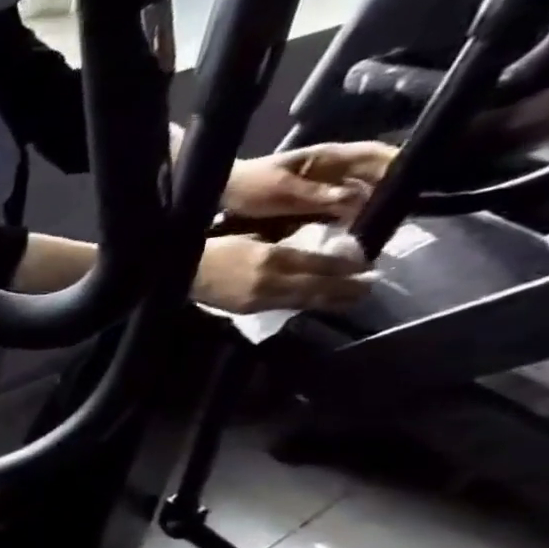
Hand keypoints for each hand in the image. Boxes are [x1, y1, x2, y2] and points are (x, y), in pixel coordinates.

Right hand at [192, 233, 369, 313]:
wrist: (178, 272)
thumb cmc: (213, 248)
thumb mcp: (251, 238)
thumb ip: (280, 246)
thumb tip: (311, 251)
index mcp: (274, 258)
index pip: (323, 264)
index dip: (349, 266)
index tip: (368, 264)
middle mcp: (272, 281)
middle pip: (321, 287)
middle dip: (349, 288)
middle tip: (370, 285)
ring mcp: (261, 299)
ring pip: (306, 300)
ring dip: (332, 300)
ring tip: (352, 298)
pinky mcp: (249, 308)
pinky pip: (286, 306)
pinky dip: (306, 303)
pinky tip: (316, 302)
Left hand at [220, 142, 397, 227]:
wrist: (221, 193)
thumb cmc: (250, 187)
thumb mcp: (283, 192)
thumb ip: (318, 195)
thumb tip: (357, 199)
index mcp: (329, 157)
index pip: (377, 154)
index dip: (400, 164)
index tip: (419, 181)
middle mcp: (333, 167)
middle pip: (374, 175)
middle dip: (391, 189)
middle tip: (406, 211)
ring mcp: (323, 183)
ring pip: (359, 191)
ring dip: (371, 205)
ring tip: (386, 223)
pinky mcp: (312, 199)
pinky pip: (340, 205)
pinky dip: (349, 214)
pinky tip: (356, 229)